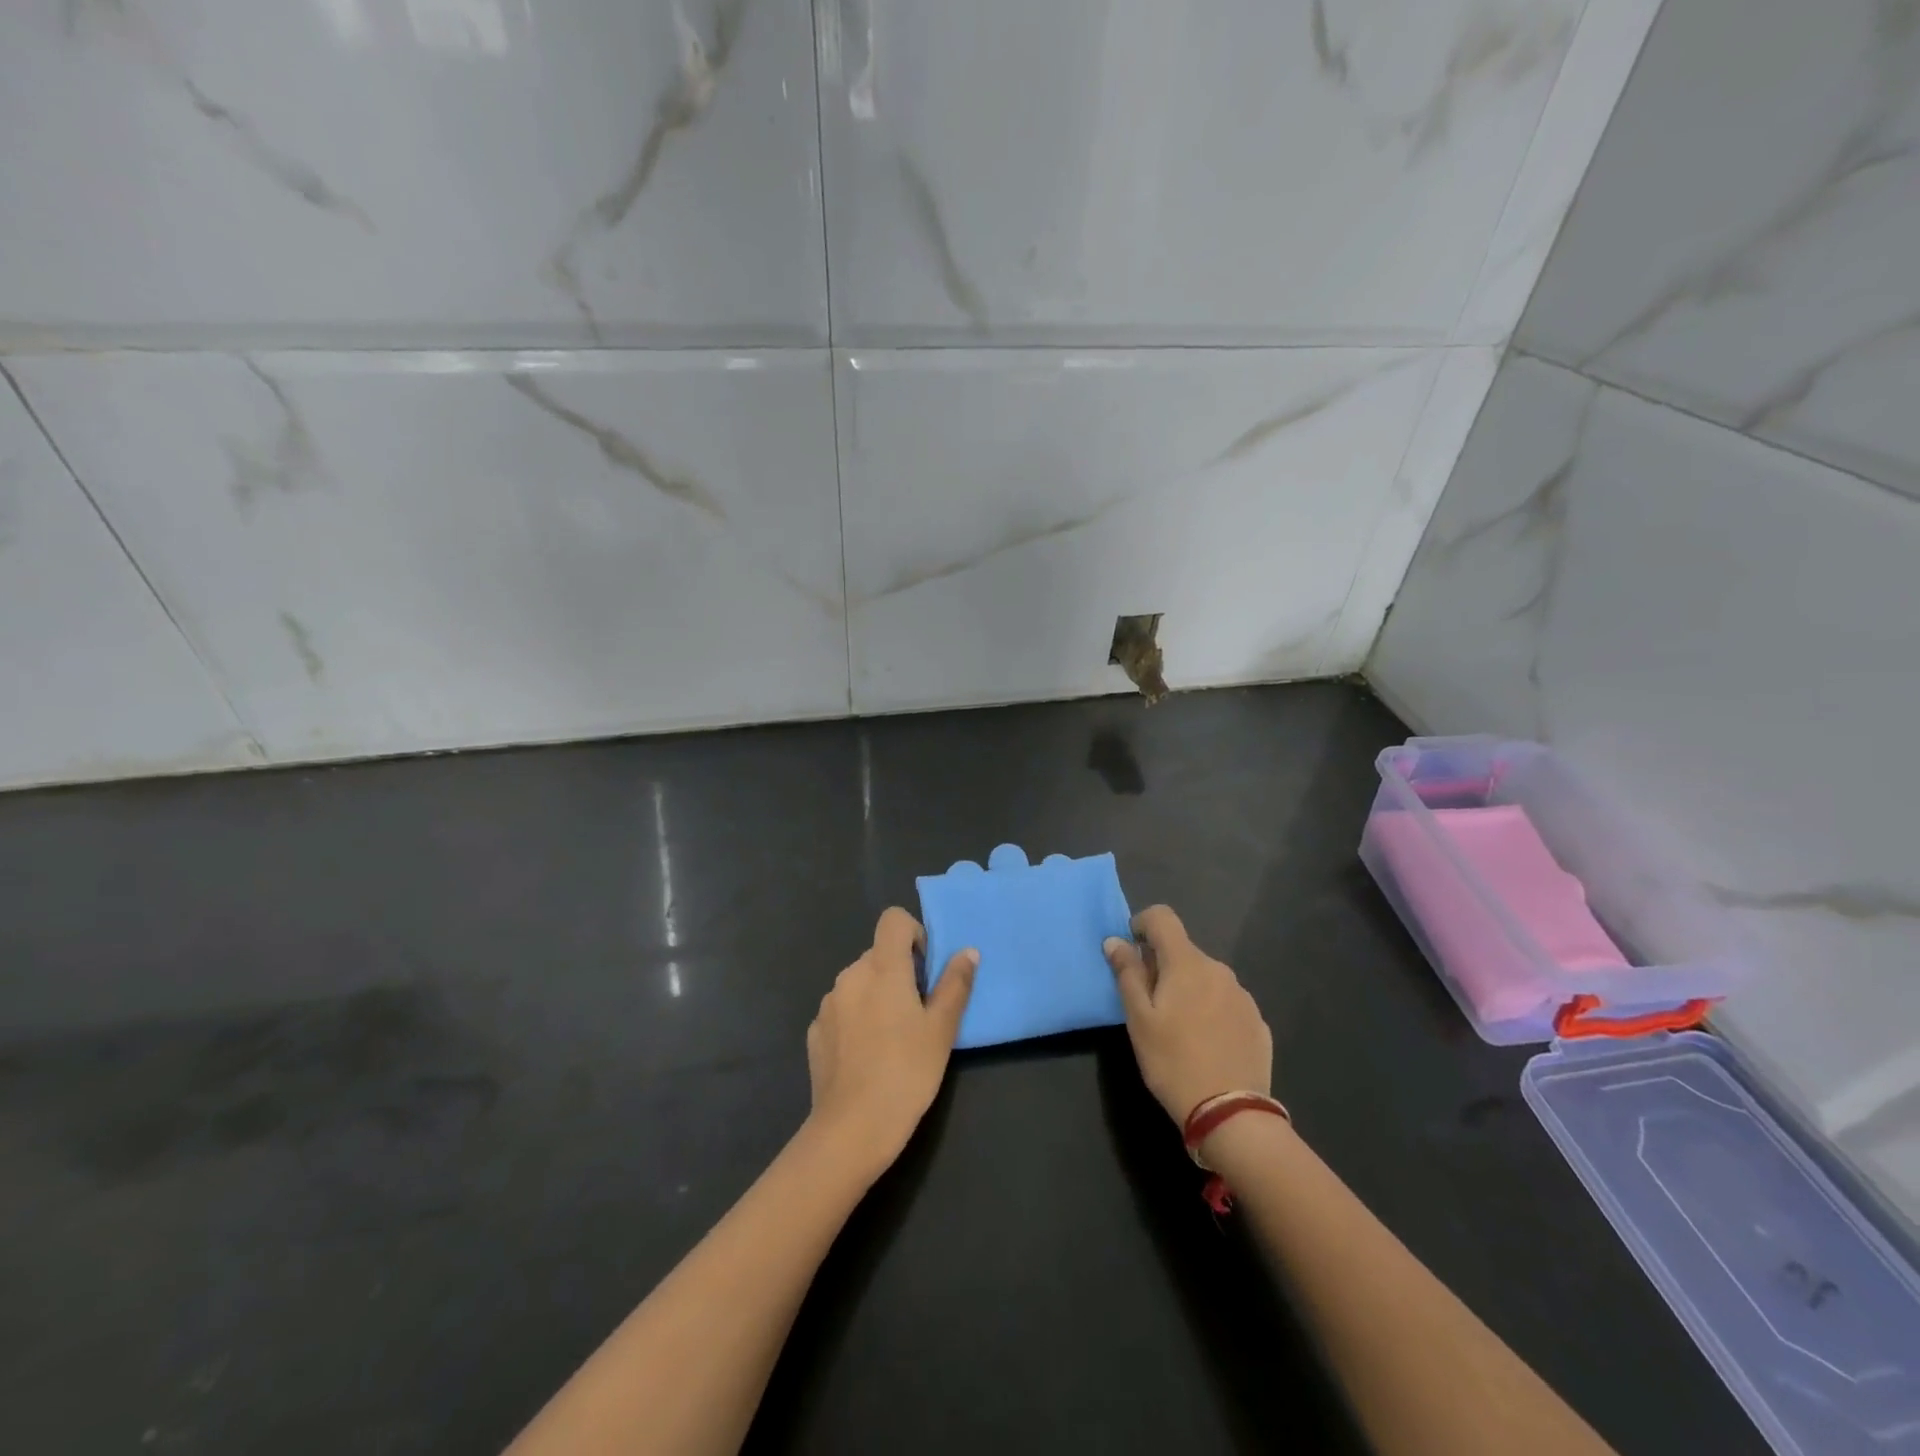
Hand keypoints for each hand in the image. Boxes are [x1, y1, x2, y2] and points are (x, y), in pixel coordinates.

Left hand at [806, 907, 976, 1180]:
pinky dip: (857, 1020)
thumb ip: (955, 984)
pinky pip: (843, 1011)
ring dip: (877, 996)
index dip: (913, 934)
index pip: (893, 920)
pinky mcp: (816, 1032)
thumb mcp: (942, 1030)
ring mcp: (828, 1004)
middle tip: (919, 1013)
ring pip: (860, 983)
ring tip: (894, 1040)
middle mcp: (850, 976)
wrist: (851, 1130)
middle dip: (900, 973)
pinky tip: (868, 1057)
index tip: (925, 969)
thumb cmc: (906, 1073)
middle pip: (878, 955)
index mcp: (882, 968)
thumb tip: (967, 951)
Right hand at [1105, 905, 1271, 1126]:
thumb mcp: (1138, 1019)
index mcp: (1186, 963)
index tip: (1131, 952)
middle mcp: (1219, 969)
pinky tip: (1206, 1045)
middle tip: (1148, 1005)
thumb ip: (1127, 974)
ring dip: (1188, 989)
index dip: (1142, 924)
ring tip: (1179, 1029)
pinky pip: (1226, 1002)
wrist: (1231, 1114)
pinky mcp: (1258, 1023)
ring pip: (1206, 978)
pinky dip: (1211, 1011)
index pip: (1163, 917)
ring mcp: (1243, 996)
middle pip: (1183, 951)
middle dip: (1163, 966)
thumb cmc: (1173, 1062)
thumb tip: (1116, 941)